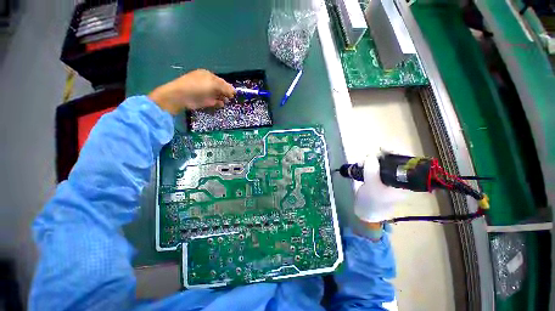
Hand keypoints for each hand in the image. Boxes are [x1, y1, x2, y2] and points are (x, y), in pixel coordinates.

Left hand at [148, 69, 235, 114]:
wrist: (182, 96)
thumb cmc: (197, 86)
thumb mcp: (212, 84)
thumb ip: (224, 88)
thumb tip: (234, 91)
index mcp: (209, 76)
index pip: (222, 81)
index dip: (229, 87)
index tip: (234, 93)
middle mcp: (208, 83)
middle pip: (221, 89)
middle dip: (227, 93)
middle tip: (231, 98)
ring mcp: (207, 92)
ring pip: (219, 95)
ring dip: (224, 98)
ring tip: (226, 101)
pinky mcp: (205, 101)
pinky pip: (215, 102)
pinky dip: (219, 103)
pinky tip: (220, 104)